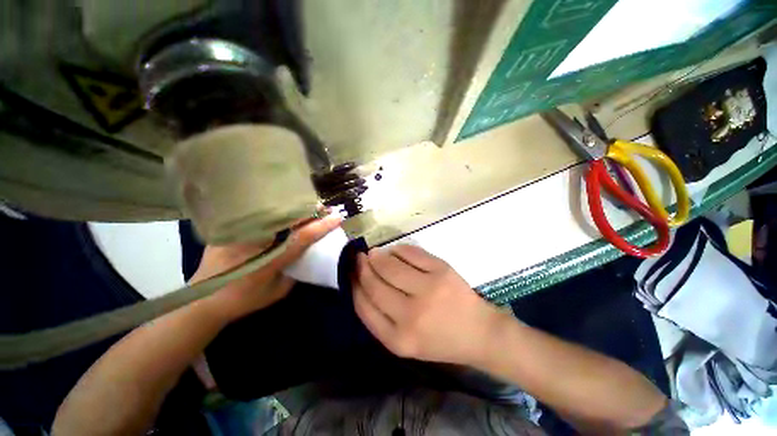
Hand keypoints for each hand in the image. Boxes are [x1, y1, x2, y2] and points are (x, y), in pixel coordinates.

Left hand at [192, 214, 341, 320]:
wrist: (201, 300)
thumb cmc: (242, 300)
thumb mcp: (277, 292)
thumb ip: (295, 272)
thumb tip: (304, 255)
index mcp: (270, 258)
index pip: (302, 237)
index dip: (321, 226)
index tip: (337, 217)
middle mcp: (254, 240)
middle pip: (287, 217)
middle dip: (309, 210)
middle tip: (323, 208)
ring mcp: (239, 231)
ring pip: (272, 211)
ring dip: (293, 208)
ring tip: (307, 207)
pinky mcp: (228, 227)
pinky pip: (256, 213)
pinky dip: (273, 210)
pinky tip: (280, 211)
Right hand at [353, 245, 508, 365]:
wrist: (478, 332)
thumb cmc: (438, 339)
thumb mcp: (403, 341)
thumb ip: (379, 318)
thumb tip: (361, 281)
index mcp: (398, 339)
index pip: (364, 305)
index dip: (354, 285)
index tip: (351, 273)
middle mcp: (411, 315)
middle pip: (375, 283)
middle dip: (362, 267)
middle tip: (360, 258)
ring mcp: (429, 290)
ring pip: (390, 265)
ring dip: (377, 256)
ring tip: (374, 254)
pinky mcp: (442, 271)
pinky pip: (410, 252)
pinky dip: (398, 249)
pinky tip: (394, 251)